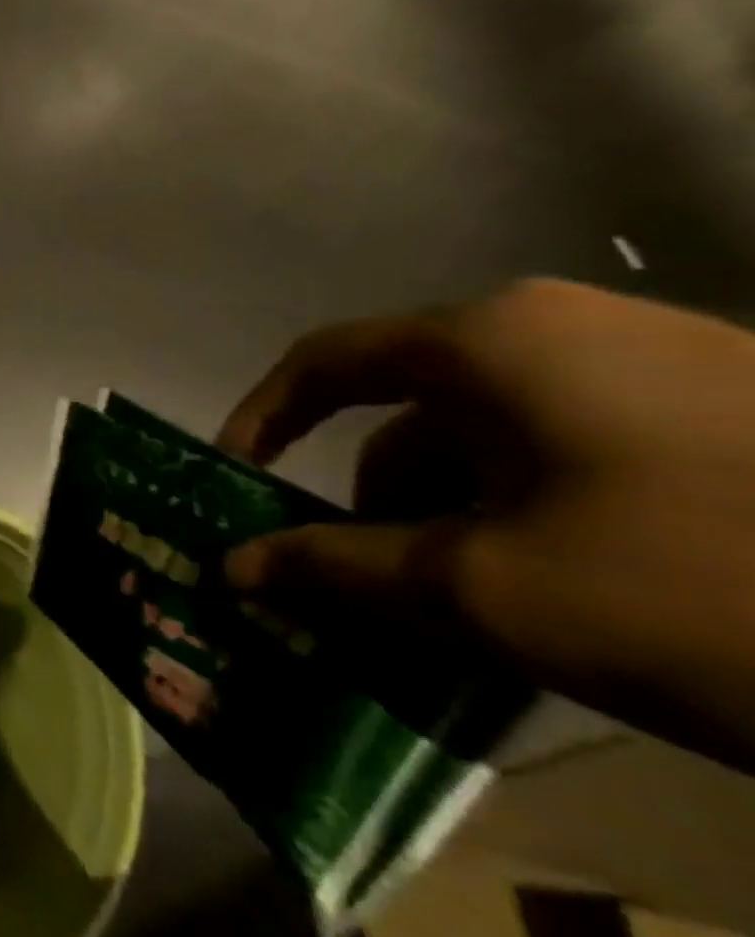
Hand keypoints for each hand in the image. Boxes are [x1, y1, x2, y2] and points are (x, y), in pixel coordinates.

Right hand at [217, 278, 754, 772]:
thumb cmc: (705, 585)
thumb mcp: (491, 590)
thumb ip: (340, 568)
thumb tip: (232, 567)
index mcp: (488, 339)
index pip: (325, 361)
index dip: (263, 418)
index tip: (236, 482)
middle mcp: (557, 325)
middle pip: (413, 410)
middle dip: (375, 501)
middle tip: (364, 585)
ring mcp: (656, 360)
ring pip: (496, 438)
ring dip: (455, 517)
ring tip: (470, 611)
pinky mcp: (732, 408)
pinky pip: (576, 451)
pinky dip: (534, 514)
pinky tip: (568, 591)